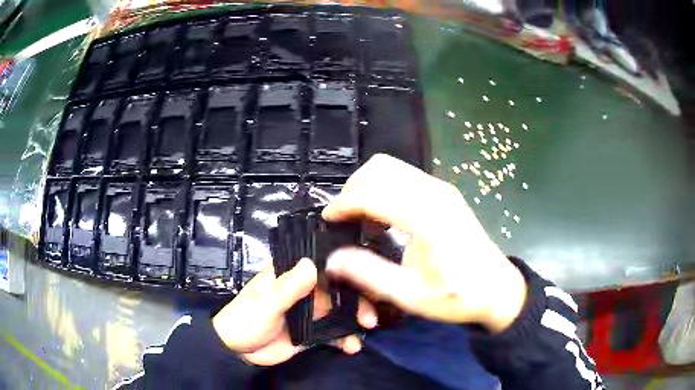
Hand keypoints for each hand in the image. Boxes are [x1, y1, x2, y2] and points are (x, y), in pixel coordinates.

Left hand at [212, 258, 377, 365]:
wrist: (236, 352)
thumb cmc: (245, 320)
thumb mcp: (266, 303)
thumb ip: (288, 287)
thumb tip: (312, 263)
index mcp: (290, 276)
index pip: (322, 265)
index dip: (346, 268)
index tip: (368, 277)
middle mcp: (303, 291)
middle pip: (336, 290)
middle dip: (356, 300)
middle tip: (370, 315)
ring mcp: (308, 313)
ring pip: (339, 312)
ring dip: (353, 320)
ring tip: (365, 331)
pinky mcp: (310, 333)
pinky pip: (333, 333)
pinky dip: (344, 338)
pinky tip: (352, 347)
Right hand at [323, 154, 526, 332]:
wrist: (497, 289)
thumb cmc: (457, 296)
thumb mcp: (411, 295)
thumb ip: (369, 274)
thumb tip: (332, 259)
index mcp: (428, 218)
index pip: (373, 194)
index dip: (343, 203)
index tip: (327, 220)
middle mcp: (435, 193)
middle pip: (380, 169)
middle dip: (353, 188)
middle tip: (343, 218)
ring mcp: (442, 189)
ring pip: (391, 167)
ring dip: (368, 185)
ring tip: (359, 217)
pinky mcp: (444, 192)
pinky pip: (404, 175)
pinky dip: (384, 187)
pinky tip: (383, 216)